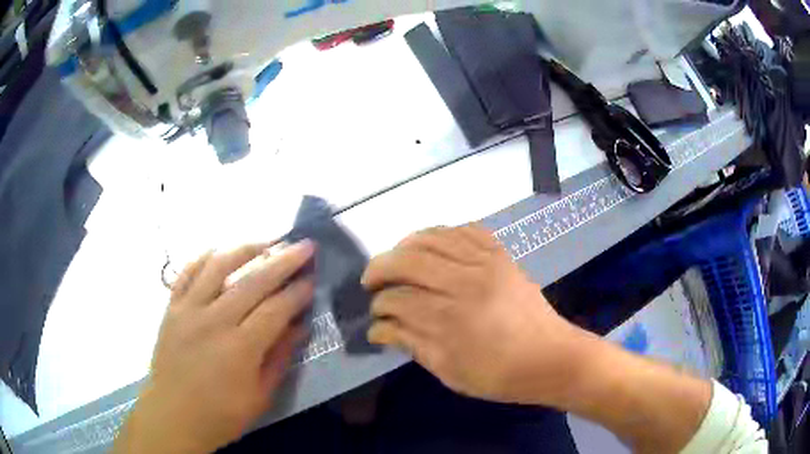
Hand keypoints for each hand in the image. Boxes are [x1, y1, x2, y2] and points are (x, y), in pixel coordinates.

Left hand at [113, 241, 314, 453]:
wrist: (173, 416)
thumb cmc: (221, 414)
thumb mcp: (260, 396)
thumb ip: (280, 358)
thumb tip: (300, 327)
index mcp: (240, 348)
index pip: (276, 309)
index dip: (298, 292)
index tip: (313, 278)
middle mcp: (214, 320)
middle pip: (253, 281)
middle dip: (283, 261)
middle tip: (304, 246)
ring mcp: (188, 310)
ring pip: (218, 266)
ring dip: (245, 249)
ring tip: (266, 241)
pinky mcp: (172, 308)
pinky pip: (187, 273)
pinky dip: (203, 258)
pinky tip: (218, 251)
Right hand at [363, 225, 588, 406]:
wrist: (551, 358)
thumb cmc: (499, 375)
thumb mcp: (450, 371)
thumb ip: (412, 344)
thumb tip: (378, 328)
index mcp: (451, 319)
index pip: (398, 300)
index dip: (379, 307)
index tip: (375, 318)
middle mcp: (465, 281)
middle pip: (408, 259)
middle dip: (380, 267)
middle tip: (371, 281)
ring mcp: (486, 262)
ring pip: (433, 237)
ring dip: (405, 245)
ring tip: (395, 259)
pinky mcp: (502, 255)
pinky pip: (466, 230)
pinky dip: (443, 233)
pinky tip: (433, 246)